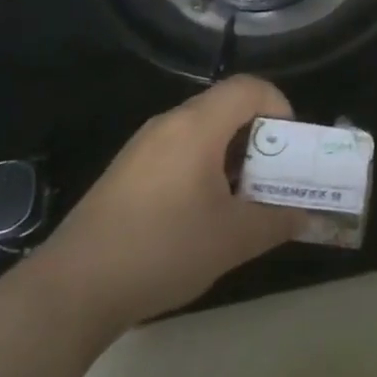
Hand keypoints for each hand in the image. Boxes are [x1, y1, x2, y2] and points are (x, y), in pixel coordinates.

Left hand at [23, 76, 305, 345]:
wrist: (71, 289)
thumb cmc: (162, 250)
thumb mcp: (232, 239)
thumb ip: (276, 220)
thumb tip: (304, 214)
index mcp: (197, 125)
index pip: (250, 87)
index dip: (280, 107)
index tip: (289, 149)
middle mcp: (169, 123)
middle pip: (226, 106)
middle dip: (259, 136)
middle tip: (272, 177)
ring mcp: (143, 147)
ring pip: (202, 130)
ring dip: (230, 154)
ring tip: (240, 199)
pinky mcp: (125, 172)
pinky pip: (177, 150)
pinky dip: (202, 167)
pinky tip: (199, 214)